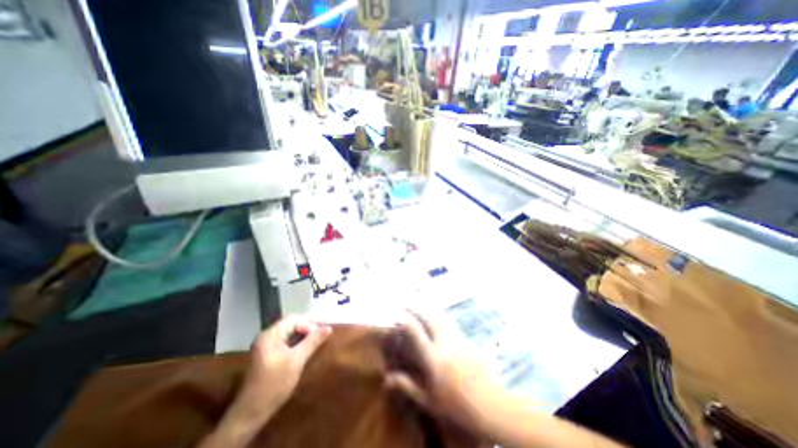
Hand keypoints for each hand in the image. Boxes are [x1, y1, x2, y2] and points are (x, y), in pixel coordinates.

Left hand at [243, 315, 330, 409]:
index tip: (324, 328)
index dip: (310, 322)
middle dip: (308, 323)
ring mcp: (266, 345)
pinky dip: (298, 338)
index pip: (293, 320)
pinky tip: (307, 342)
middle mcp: (267, 336)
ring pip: (289, 330)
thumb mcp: (297, 361)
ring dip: (304, 330)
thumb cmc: (274, 384)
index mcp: (270, 335)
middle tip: (324, 326)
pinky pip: (286, 339)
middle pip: (291, 322)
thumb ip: (312, 342)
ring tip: (319, 333)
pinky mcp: (268, 353)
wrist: (251, 413)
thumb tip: (328, 328)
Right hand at [383, 312, 500, 433]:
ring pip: (441, 316)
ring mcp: (457, 338)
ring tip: (421, 305)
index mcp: (433, 358)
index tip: (398, 315)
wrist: (488, 404)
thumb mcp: (428, 400)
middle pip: (429, 318)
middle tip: (407, 305)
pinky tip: (438, 315)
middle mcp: (444, 343)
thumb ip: (407, 385)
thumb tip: (387, 378)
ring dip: (429, 309)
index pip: (417, 332)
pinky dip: (441, 315)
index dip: (406, 321)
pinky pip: (450, 322)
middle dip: (416, 309)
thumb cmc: (455, 405)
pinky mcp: (466, 339)